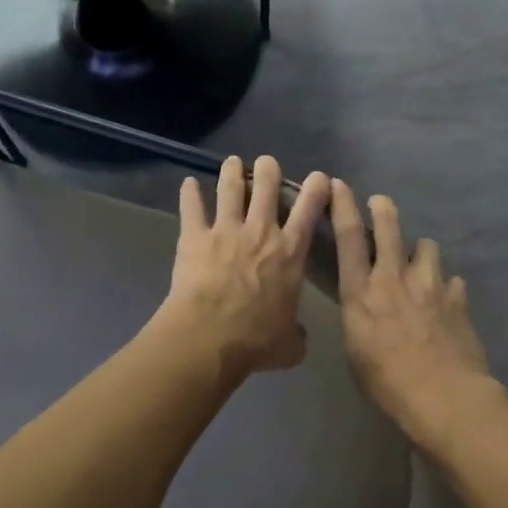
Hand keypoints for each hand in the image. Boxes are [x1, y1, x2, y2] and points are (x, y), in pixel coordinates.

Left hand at [161, 155, 331, 378]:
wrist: (209, 336)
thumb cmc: (255, 340)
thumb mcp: (289, 345)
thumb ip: (296, 335)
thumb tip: (297, 337)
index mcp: (290, 253)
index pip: (309, 211)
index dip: (316, 189)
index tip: (319, 177)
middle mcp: (261, 232)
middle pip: (267, 187)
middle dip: (269, 170)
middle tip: (267, 163)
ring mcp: (226, 230)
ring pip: (231, 189)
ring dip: (232, 172)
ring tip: (232, 162)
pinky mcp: (194, 236)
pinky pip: (192, 208)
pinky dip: (189, 194)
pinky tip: (187, 183)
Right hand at [331, 180, 493, 444]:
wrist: (443, 395)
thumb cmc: (386, 382)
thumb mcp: (355, 349)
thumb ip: (359, 317)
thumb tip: (365, 306)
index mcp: (361, 292)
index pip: (347, 237)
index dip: (342, 205)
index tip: (337, 184)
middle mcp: (394, 278)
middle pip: (389, 226)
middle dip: (382, 209)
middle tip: (380, 204)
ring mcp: (430, 284)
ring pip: (426, 246)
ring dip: (419, 252)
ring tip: (419, 265)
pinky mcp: (457, 297)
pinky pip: (450, 279)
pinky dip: (445, 286)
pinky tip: (444, 301)